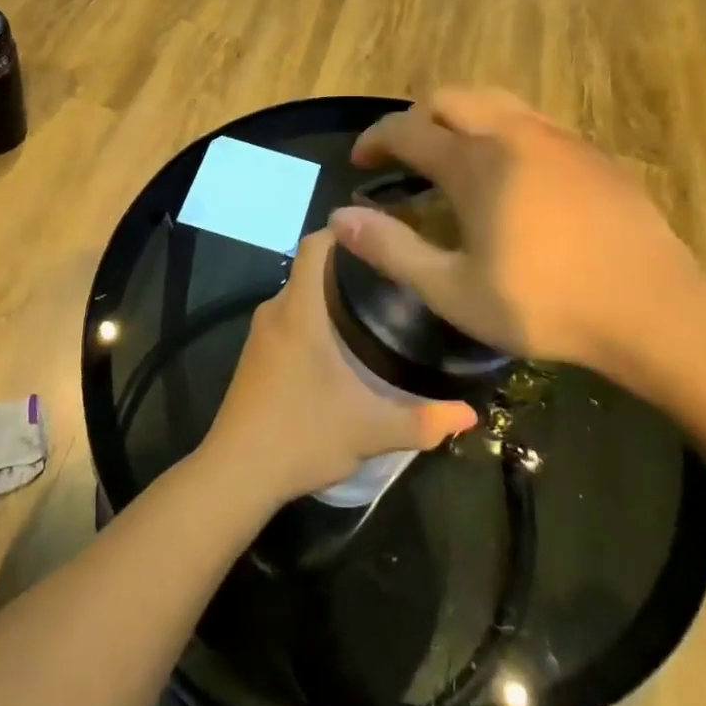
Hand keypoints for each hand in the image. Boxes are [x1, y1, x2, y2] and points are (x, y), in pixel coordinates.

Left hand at [202, 231, 476, 504]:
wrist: (235, 474)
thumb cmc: (301, 435)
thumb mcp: (370, 430)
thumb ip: (424, 420)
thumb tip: (470, 414)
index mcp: (299, 310)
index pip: (316, 244)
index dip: (346, 231)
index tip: (384, 236)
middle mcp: (275, 311)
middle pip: (311, 267)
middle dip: (350, 266)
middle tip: (395, 276)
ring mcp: (260, 334)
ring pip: (299, 295)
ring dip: (331, 294)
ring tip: (377, 306)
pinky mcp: (254, 356)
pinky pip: (288, 317)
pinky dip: (314, 316)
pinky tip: (342, 343)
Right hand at [329, 88, 705, 393]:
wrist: (652, 308)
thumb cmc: (544, 304)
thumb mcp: (453, 290)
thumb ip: (391, 250)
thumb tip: (338, 218)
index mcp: (475, 162)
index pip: (408, 129)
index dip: (375, 139)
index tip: (359, 160)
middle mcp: (512, 133)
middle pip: (450, 98)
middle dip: (416, 118)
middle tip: (403, 155)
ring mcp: (557, 137)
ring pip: (494, 101)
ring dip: (460, 118)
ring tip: (452, 156)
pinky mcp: (590, 152)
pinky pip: (531, 120)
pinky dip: (500, 129)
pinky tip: (509, 172)